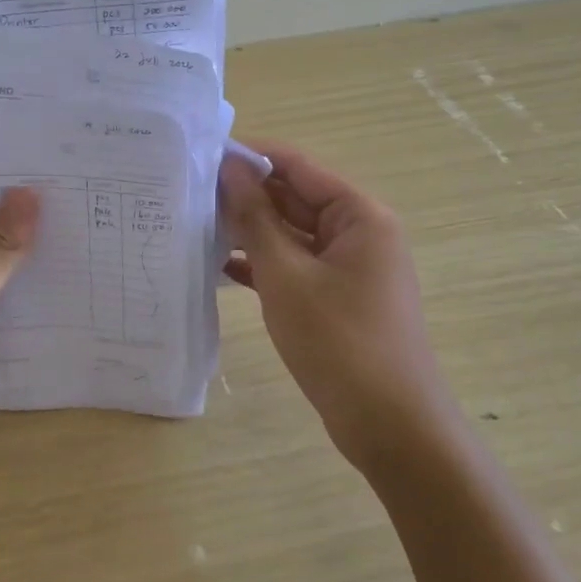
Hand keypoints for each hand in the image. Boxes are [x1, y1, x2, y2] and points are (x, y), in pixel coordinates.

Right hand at [220, 141, 448, 472]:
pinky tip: (220, 268)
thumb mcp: (286, 275)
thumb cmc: (338, 341)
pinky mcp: (337, 298)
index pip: (299, 166)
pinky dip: (263, 265)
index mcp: (359, 215)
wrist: (390, 425)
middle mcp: (359, 232)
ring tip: (196, 225)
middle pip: (296, 199)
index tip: (202, 156)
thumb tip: (230, 170)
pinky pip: (296, 266)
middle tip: (190, 193)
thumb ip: (256, 218)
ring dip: (251, 231)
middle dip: (247, 196)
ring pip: (292, 235)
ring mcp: (349, 267)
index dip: (252, 157)